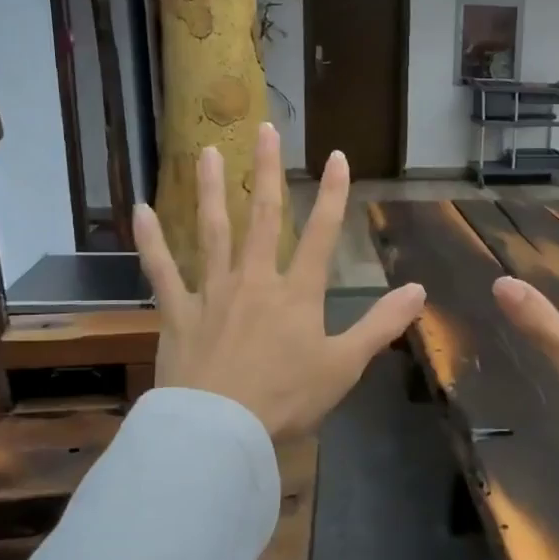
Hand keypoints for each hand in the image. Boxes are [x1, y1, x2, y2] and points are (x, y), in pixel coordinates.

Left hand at [134, 123, 426, 441]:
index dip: (333, 194)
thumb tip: (418, 290)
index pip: (322, 234)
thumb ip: (381, 325)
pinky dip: (150, 241)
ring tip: (206, 151)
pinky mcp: (177, 312)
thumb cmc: (286, 399)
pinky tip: (140, 211)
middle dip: (266, 171)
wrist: (220, 430)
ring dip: (210, 190)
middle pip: (263, 216)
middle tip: (264, 128)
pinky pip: (160, 270)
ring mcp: (212, 292)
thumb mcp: (345, 366)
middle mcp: (255, 280)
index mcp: (297, 293)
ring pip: (212, 231)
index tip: (337, 157)